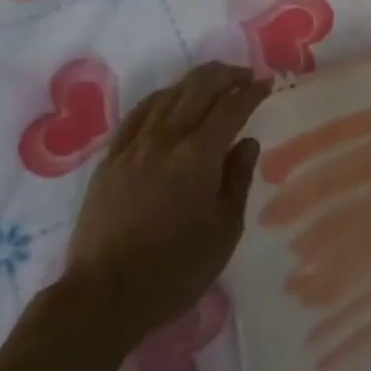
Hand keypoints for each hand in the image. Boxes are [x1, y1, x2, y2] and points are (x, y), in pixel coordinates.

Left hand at [58, 62, 270, 345]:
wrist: (105, 295)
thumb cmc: (175, 270)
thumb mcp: (224, 231)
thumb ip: (238, 180)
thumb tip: (248, 142)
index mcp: (198, 156)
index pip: (231, 109)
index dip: (251, 92)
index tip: (265, 83)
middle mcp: (166, 139)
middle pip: (198, 88)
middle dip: (225, 75)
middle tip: (244, 75)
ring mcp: (134, 145)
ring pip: (168, 95)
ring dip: (194, 82)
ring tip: (212, 82)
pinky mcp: (111, 157)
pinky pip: (139, 113)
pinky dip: (161, 98)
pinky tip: (168, 99)